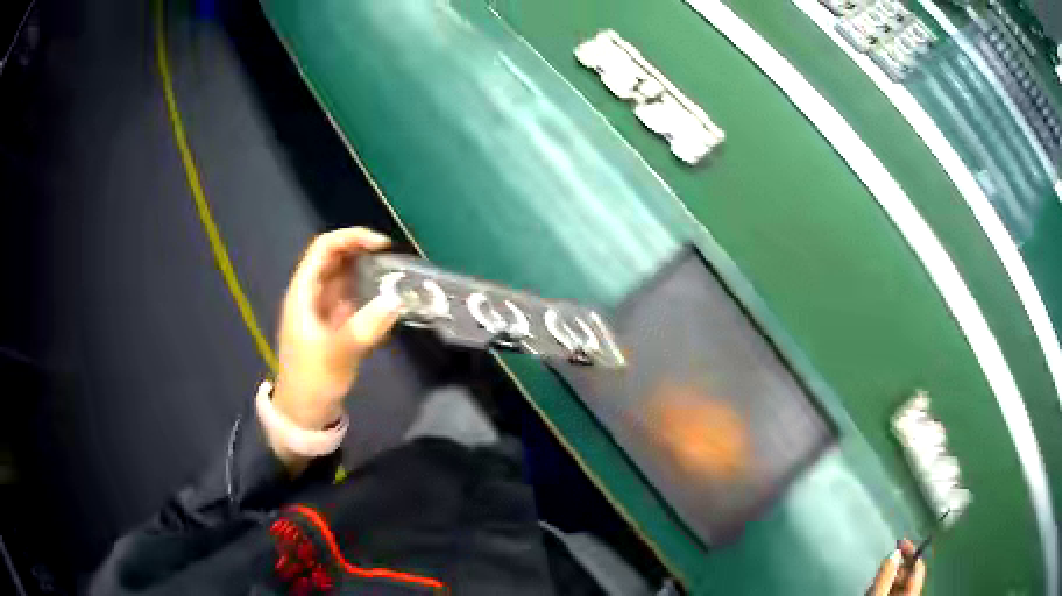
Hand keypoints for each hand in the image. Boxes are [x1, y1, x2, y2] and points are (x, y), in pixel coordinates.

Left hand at [270, 228, 400, 455]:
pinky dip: (368, 292)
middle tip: (394, 259)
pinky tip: (386, 299)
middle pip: (335, 258)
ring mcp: (322, 309)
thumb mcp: (336, 356)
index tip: (381, 245)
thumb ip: (364, 329)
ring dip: (367, 271)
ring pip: (344, 277)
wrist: (303, 415)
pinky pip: (351, 297)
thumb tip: (396, 299)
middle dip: (362, 252)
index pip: (323, 249)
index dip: (351, 238)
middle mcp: (311, 295)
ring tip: (396, 275)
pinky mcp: (333, 324)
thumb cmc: (312, 383)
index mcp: (303, 294)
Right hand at [867, 540, 925, 595]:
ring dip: (887, 580)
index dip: (910, 550)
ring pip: (899, 585)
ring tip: (873, 584)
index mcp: (913, 593)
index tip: (900, 541)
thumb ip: (886, 575)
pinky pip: (893, 593)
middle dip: (895, 568)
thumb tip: (894, 553)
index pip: (918, 564)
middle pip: (909, 574)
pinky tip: (874, 593)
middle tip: (880, 568)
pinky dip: (884, 589)